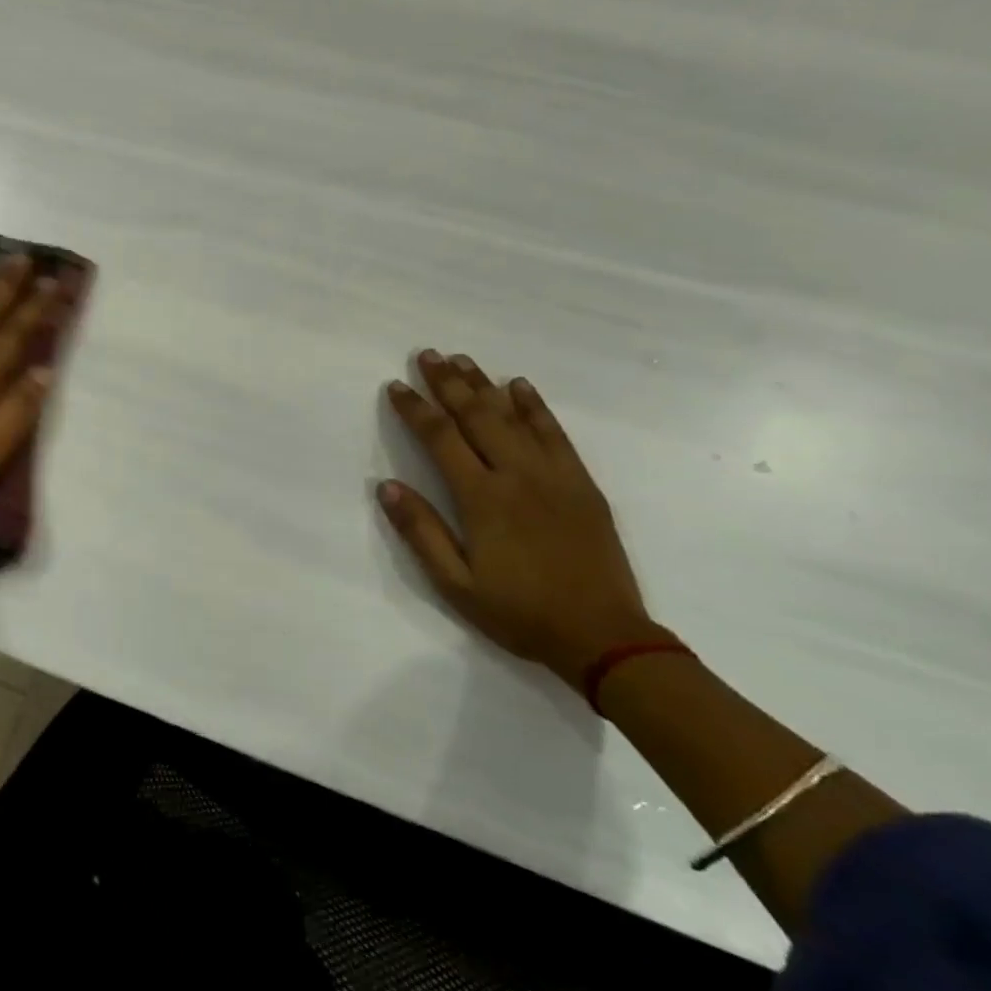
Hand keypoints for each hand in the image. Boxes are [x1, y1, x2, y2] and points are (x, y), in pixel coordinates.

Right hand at [379, 350, 665, 692]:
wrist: (603, 637)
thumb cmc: (520, 613)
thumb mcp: (457, 584)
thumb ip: (421, 532)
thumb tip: (387, 486)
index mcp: (482, 498)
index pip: (440, 439)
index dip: (416, 409)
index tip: (396, 386)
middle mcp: (516, 475)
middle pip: (476, 416)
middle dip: (448, 383)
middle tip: (428, 354)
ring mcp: (553, 475)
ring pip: (513, 416)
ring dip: (484, 384)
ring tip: (462, 359)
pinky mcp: (581, 483)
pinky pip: (555, 433)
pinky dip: (535, 406)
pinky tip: (520, 386)